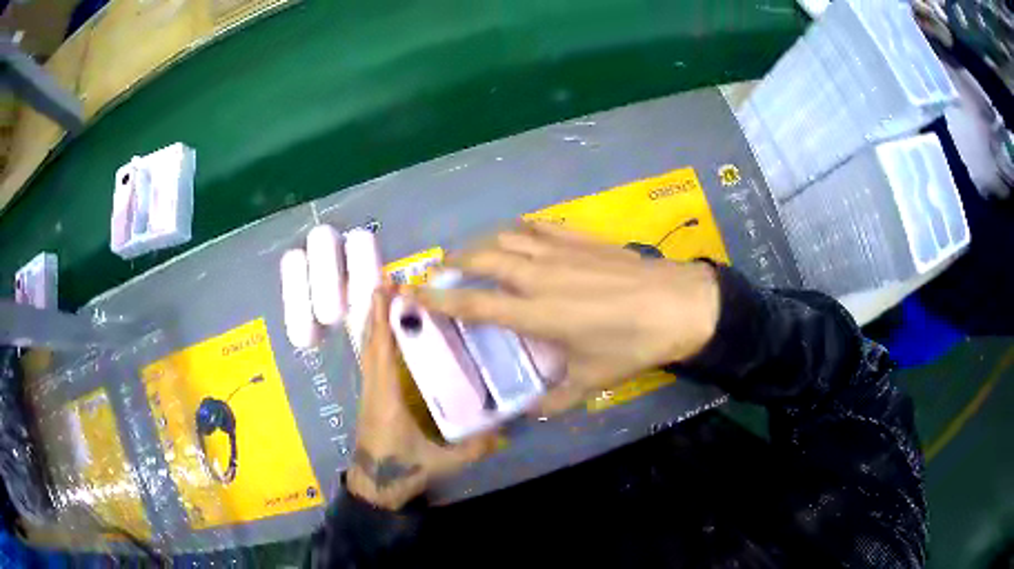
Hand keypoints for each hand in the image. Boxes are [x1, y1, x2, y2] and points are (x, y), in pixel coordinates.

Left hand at [347, 287, 497, 509]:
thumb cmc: (403, 470)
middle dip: (376, 310)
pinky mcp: (370, 397)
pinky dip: (375, 339)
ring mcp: (369, 392)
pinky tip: (386, 332)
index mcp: (387, 398)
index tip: (386, 290)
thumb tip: (506, 428)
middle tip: (388, 281)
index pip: (382, 351)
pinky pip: (370, 360)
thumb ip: (475, 446)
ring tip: (385, 297)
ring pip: (367, 350)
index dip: (382, 320)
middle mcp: (374, 388)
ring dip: (373, 322)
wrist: (374, 486)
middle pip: (370, 342)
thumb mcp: (442, 462)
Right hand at [414, 222, 719, 414]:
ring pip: (507, 237)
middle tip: (442, 269)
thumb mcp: (591, 380)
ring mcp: (559, 251)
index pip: (473, 303)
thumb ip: (555, 400)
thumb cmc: (631, 344)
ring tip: (474, 253)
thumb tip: (530, 413)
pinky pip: (540, 226)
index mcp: (534, 313)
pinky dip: (521, 229)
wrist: (677, 305)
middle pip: (482, 258)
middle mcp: (537, 276)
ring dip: (483, 243)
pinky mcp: (581, 238)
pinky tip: (519, 235)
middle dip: (455, 260)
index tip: (413, 292)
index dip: (438, 298)